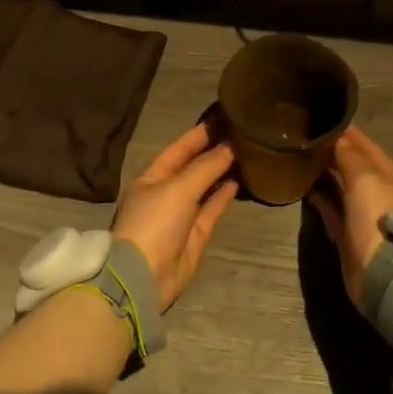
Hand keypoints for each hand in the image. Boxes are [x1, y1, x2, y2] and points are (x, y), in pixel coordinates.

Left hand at [111, 124, 238, 310]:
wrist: (144, 277)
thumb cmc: (155, 223)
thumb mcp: (178, 189)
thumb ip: (206, 167)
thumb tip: (231, 146)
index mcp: (153, 175)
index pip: (180, 147)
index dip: (201, 132)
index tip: (225, 116)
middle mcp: (167, 190)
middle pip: (194, 165)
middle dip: (215, 149)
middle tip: (243, 132)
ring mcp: (182, 213)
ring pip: (206, 185)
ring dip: (223, 170)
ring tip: (248, 152)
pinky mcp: (196, 232)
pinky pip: (213, 206)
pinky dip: (225, 193)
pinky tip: (241, 179)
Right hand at [308, 126, 392, 311]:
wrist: (382, 270)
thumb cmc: (378, 216)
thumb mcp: (365, 178)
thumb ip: (349, 156)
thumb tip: (337, 137)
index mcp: (387, 175)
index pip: (366, 147)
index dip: (349, 133)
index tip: (326, 119)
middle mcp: (376, 191)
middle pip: (353, 166)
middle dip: (334, 151)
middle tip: (307, 137)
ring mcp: (361, 213)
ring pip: (340, 186)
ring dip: (324, 173)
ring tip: (301, 156)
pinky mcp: (346, 233)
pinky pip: (330, 207)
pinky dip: (318, 196)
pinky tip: (301, 184)